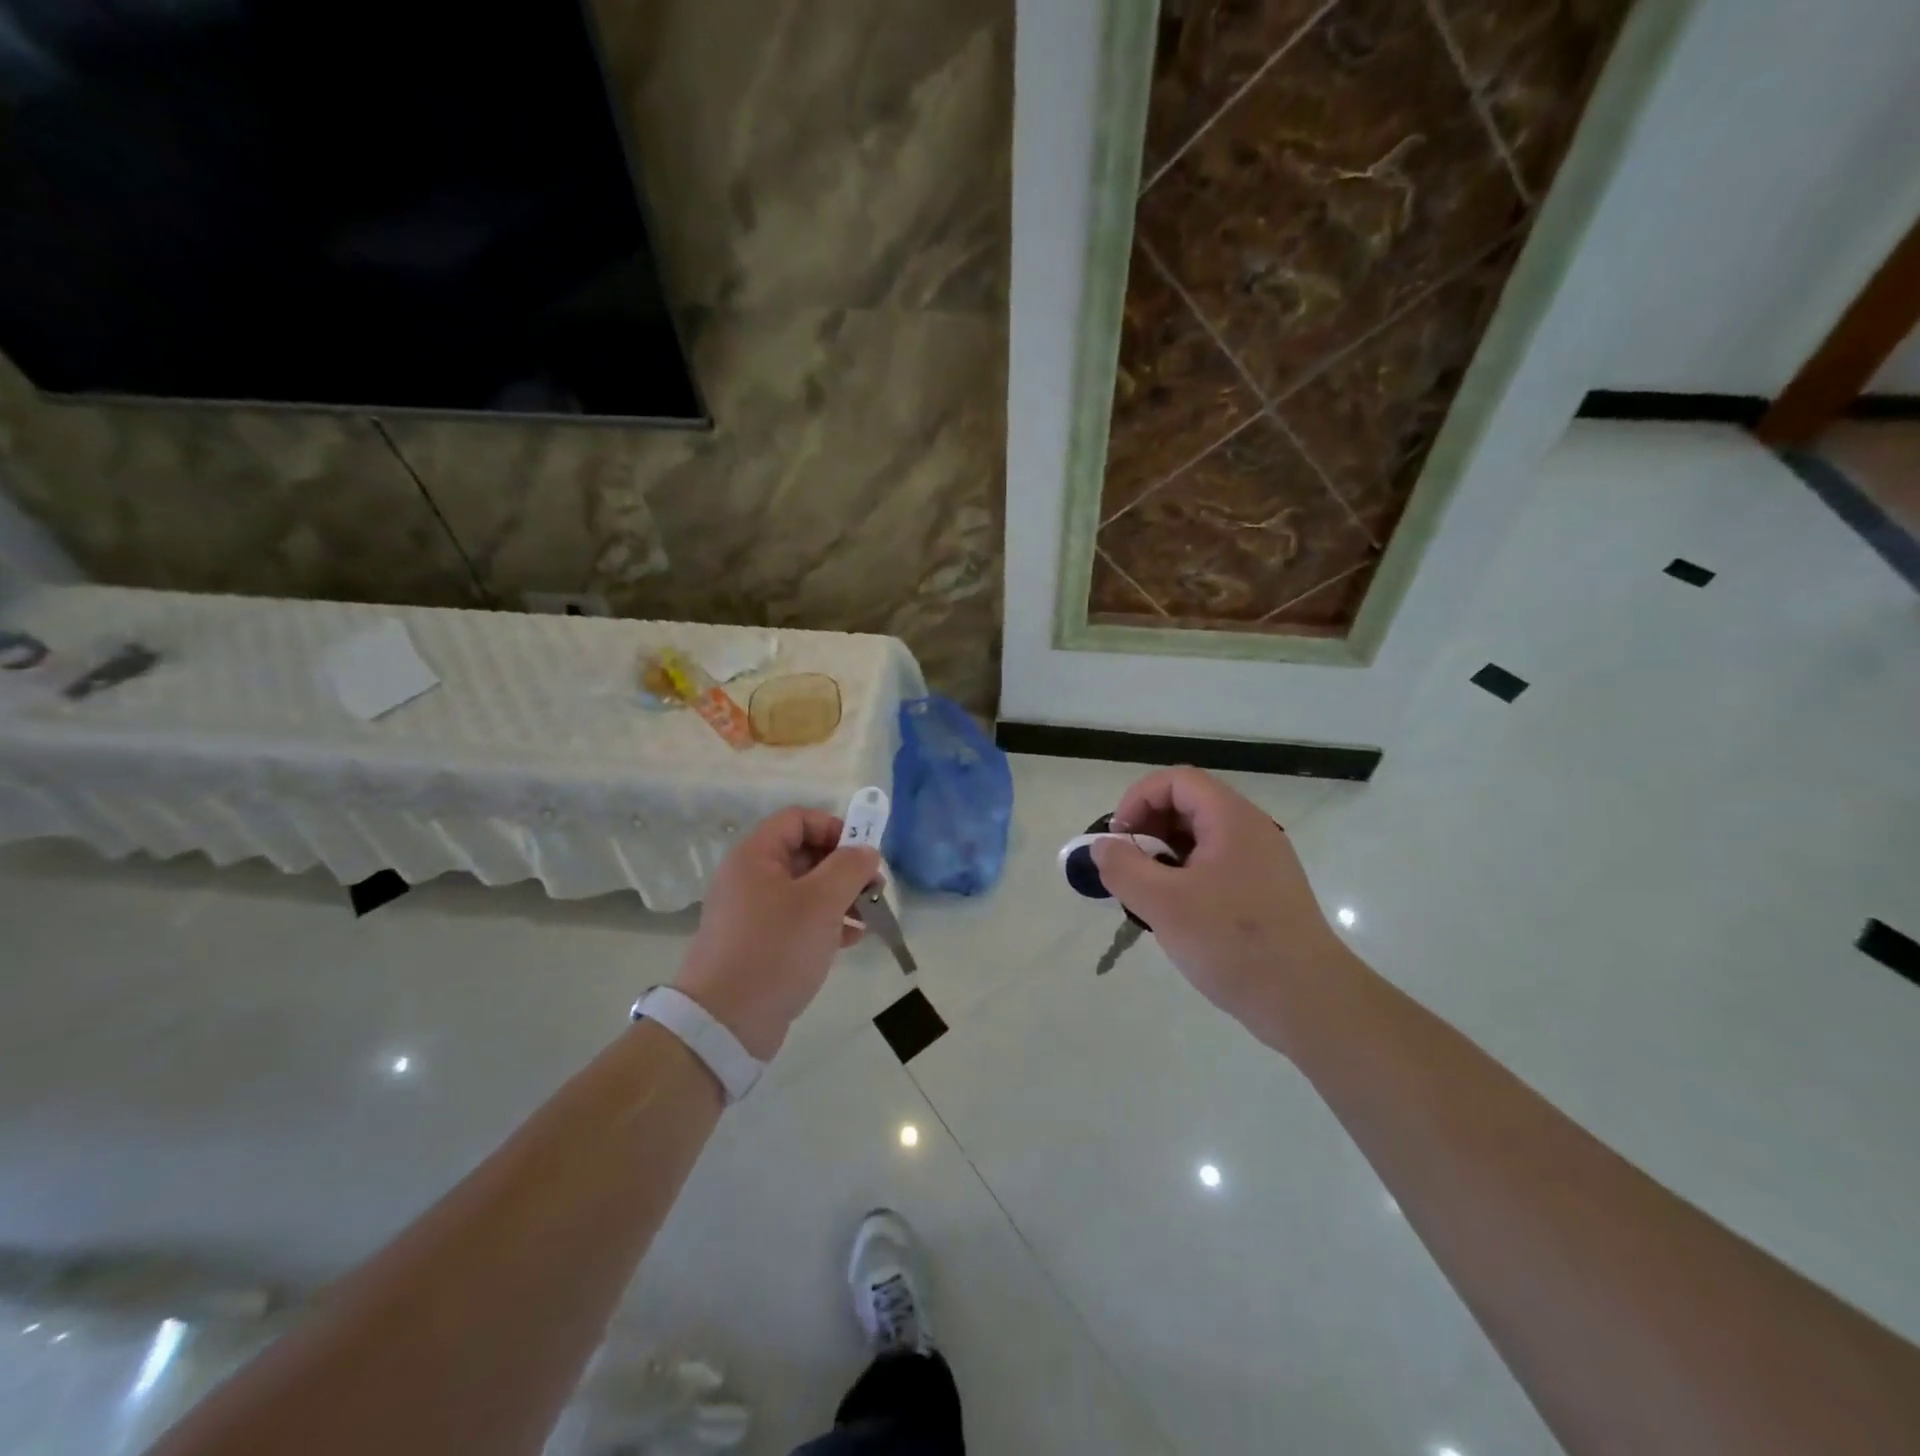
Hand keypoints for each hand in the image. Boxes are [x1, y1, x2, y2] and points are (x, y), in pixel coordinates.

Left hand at [674, 807, 881, 1060]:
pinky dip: (826, 922)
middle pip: (804, 853)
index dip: (834, 828)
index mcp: (755, 856)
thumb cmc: (775, 949)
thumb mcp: (821, 902)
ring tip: (870, 916)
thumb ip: (849, 868)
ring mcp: (753, 913)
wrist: (724, 1023)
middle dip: (844, 867)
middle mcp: (750, 878)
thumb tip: (866, 850)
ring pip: (805, 889)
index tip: (862, 854)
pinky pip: (798, 919)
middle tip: (875, 887)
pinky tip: (853, 939)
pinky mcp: (759, 944)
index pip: (798, 819)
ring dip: (841, 897)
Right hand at [1092, 767, 1355, 1048]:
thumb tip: (1100, 846)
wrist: (1308, 1001)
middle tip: (1126, 867)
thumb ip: (1123, 868)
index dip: (1138, 800)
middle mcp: (1250, 830)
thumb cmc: (1233, 943)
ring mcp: (1261, 861)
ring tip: (1145, 893)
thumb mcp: (1163, 904)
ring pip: (1200, 838)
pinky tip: (1174, 914)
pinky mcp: (1264, 891)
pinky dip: (1185, 876)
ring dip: (1164, 855)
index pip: (1176, 781)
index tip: (1118, 839)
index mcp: (1231, 819)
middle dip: (1148, 828)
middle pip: (1188, 805)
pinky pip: (1215, 865)